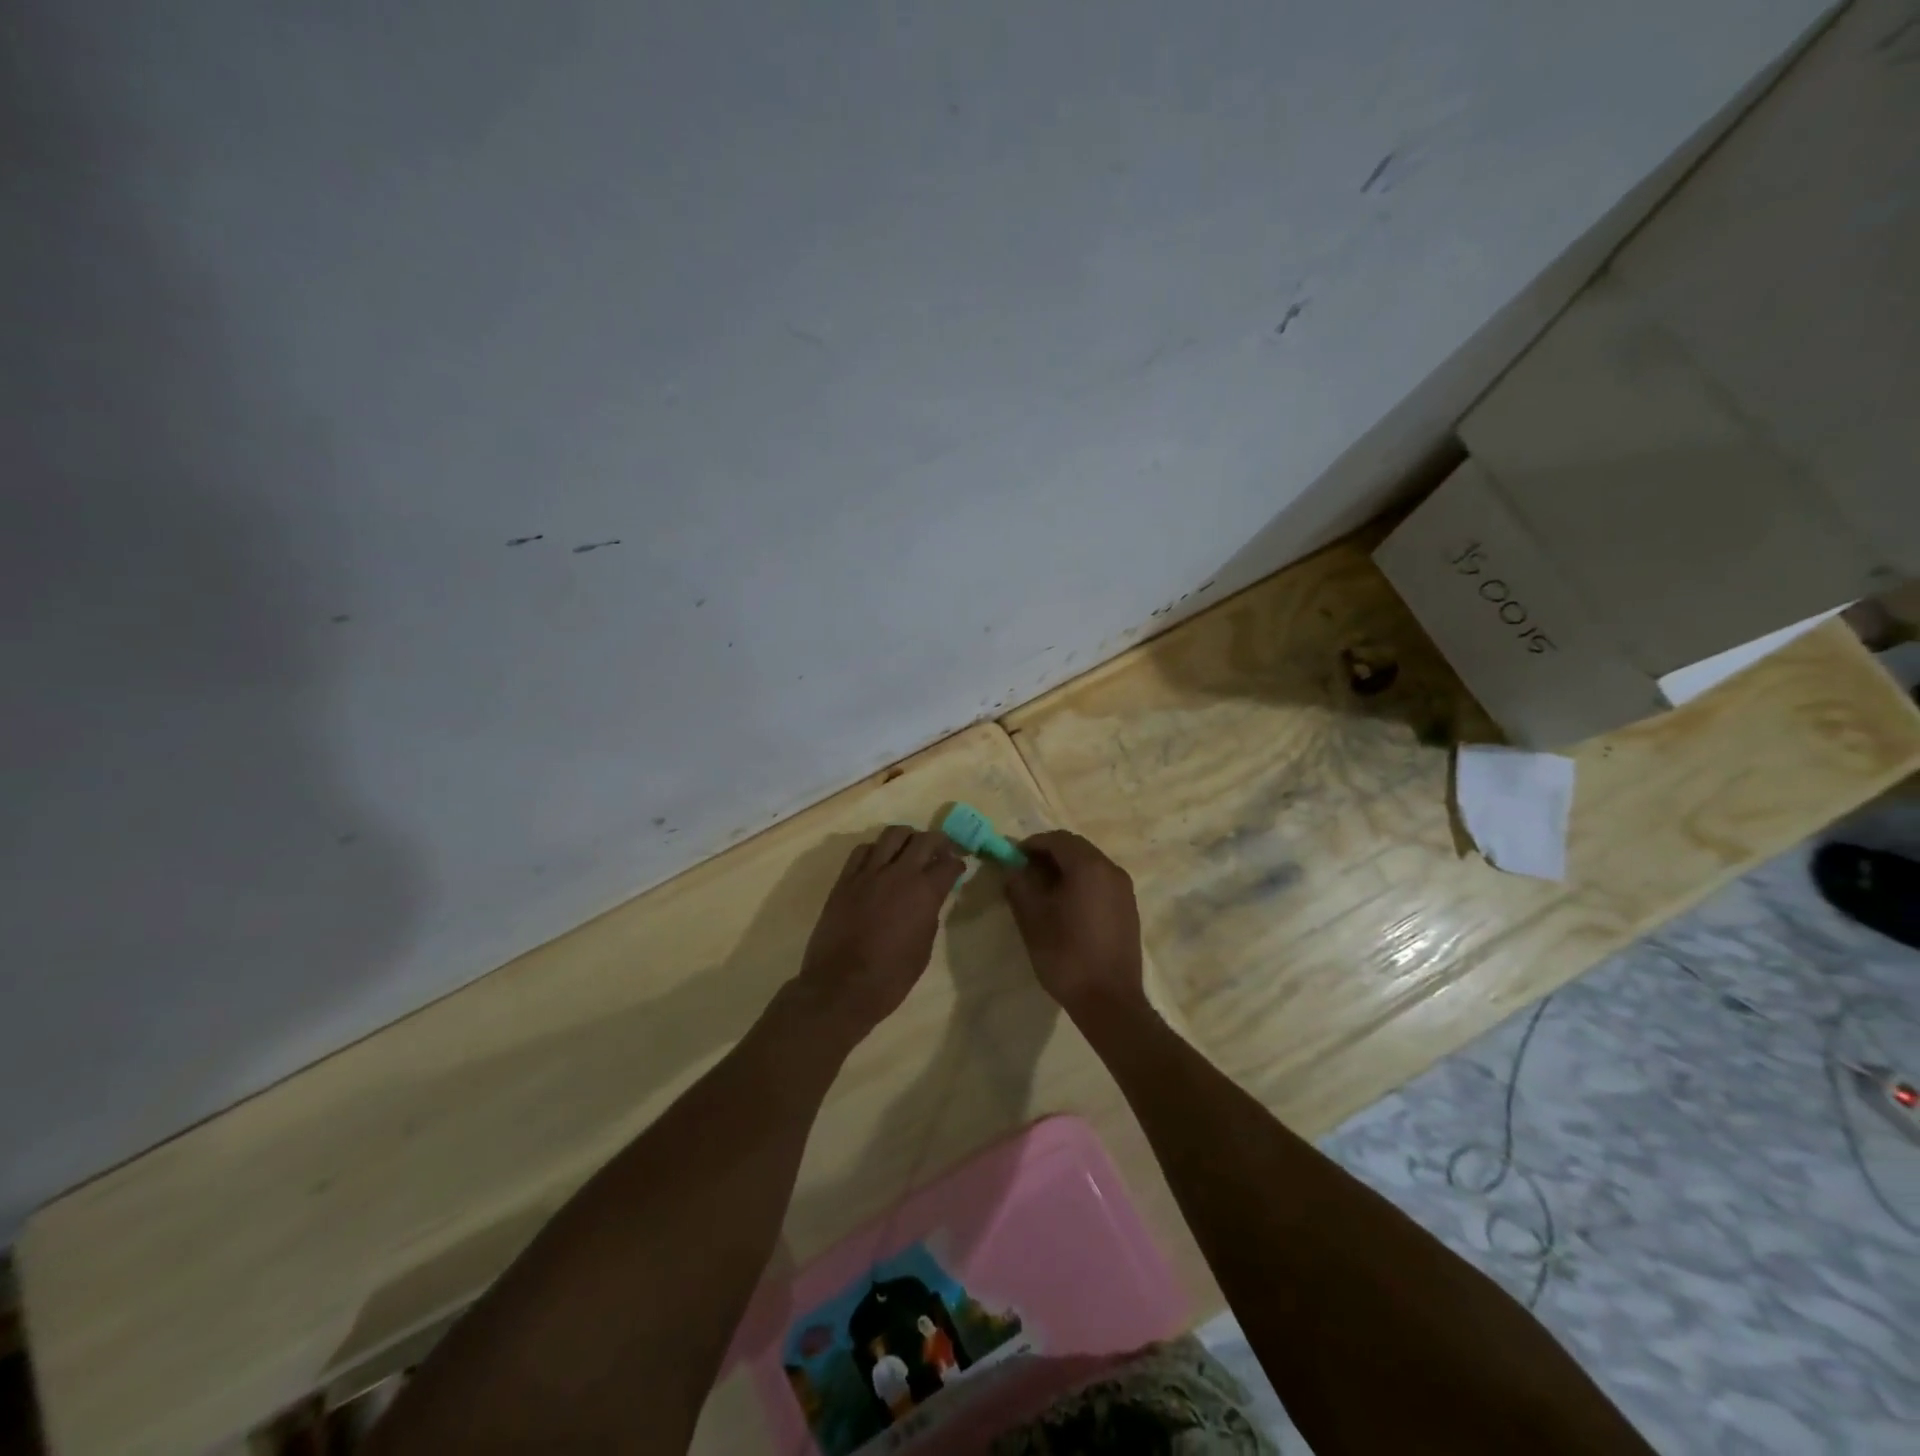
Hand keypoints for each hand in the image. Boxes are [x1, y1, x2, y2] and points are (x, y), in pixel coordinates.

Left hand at [796, 826, 964, 1039]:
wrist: (841, 986)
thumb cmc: (890, 977)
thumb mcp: (923, 948)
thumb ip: (929, 915)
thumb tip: (928, 900)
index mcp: (924, 893)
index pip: (948, 864)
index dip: (957, 864)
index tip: (958, 868)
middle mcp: (898, 873)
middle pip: (924, 840)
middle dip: (938, 842)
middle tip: (941, 851)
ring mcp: (868, 873)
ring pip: (892, 835)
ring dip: (907, 837)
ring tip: (910, 849)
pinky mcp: (845, 879)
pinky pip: (863, 850)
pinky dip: (876, 850)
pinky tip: (880, 861)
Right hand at [1003, 831, 1145, 1017]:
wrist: (1109, 1001)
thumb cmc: (1066, 955)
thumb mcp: (1032, 918)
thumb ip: (1019, 885)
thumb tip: (1012, 868)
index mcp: (1089, 866)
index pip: (1056, 839)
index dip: (1031, 844)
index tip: (1012, 859)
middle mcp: (1111, 869)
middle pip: (1075, 848)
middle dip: (1048, 855)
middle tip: (1024, 873)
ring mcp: (1124, 889)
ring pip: (1089, 865)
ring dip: (1065, 868)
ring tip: (1042, 891)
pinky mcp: (1128, 908)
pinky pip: (1101, 882)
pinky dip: (1081, 883)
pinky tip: (1065, 906)